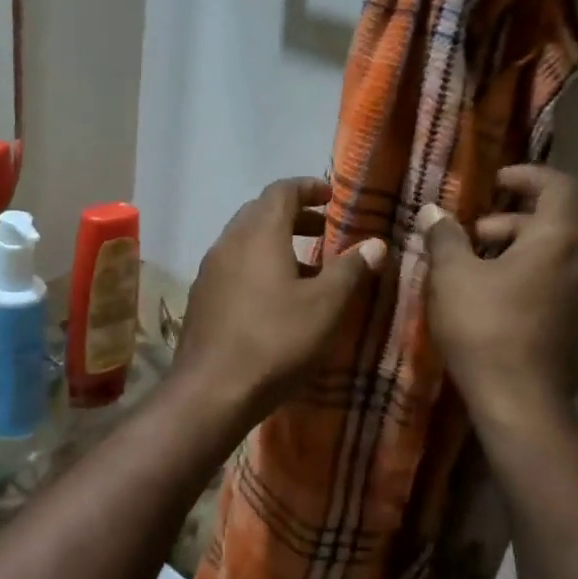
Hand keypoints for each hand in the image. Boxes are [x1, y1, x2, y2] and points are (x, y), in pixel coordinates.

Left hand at [172, 177, 386, 429]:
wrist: (212, 391)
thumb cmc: (276, 341)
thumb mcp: (326, 306)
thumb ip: (351, 269)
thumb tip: (375, 243)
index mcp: (258, 234)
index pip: (281, 191)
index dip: (308, 188)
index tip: (332, 196)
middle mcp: (228, 243)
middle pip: (260, 212)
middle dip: (293, 215)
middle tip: (323, 230)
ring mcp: (209, 272)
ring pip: (244, 241)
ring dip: (275, 243)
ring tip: (307, 267)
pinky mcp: (202, 299)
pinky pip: (233, 267)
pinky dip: (258, 266)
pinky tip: (275, 298)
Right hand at [421, 165, 577, 431]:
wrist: (521, 404)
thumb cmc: (485, 328)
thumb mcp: (452, 277)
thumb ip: (444, 237)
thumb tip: (433, 211)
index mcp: (560, 239)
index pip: (558, 185)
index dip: (526, 176)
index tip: (495, 182)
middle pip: (553, 225)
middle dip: (510, 223)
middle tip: (471, 238)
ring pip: (555, 260)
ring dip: (518, 255)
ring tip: (478, 274)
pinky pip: (558, 290)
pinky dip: (531, 283)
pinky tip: (497, 307)